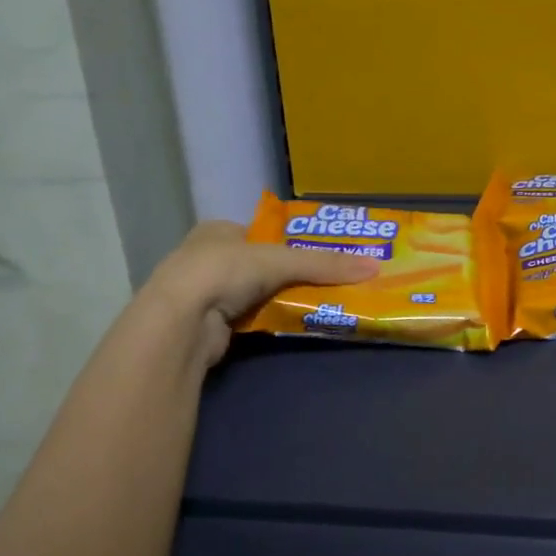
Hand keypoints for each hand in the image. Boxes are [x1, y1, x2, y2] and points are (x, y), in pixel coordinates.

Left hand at [142, 219, 378, 367]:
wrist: (180, 322)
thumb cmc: (225, 272)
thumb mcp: (282, 261)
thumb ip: (325, 265)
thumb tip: (375, 267)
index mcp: (218, 230)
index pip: (262, 234)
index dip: (291, 243)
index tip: (320, 256)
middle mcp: (208, 257)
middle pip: (261, 264)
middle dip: (290, 274)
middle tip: (328, 282)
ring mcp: (204, 292)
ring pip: (255, 293)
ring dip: (280, 299)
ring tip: (319, 304)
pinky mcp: (206, 324)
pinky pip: (248, 317)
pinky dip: (268, 319)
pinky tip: (290, 324)